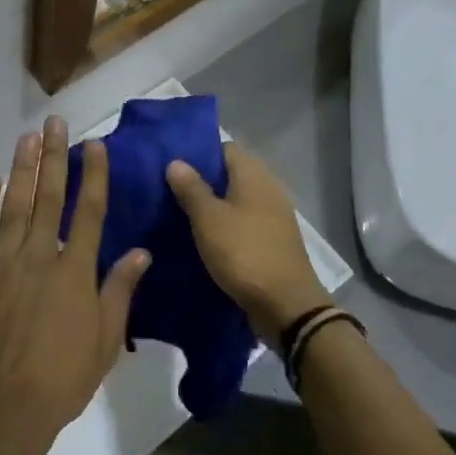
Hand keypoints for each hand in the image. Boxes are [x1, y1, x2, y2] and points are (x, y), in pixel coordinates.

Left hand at [0, 116, 149, 454]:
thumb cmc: (61, 382)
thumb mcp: (104, 342)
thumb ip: (120, 292)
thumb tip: (141, 252)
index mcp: (75, 272)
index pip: (89, 212)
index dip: (93, 175)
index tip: (94, 144)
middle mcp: (39, 257)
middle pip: (49, 197)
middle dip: (54, 156)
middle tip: (55, 122)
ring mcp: (2, 265)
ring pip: (14, 206)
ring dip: (22, 170)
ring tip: (26, 138)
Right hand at [166, 142, 328, 342]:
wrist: (286, 306)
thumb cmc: (244, 253)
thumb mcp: (209, 219)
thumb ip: (191, 188)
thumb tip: (176, 161)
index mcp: (254, 175)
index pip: (224, 148)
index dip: (198, 153)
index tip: (171, 164)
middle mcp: (268, 188)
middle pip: (231, 174)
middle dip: (202, 180)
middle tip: (169, 190)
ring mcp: (274, 215)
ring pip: (237, 200)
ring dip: (213, 205)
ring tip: (180, 213)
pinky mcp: (273, 240)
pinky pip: (244, 222)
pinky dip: (226, 225)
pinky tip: (204, 237)